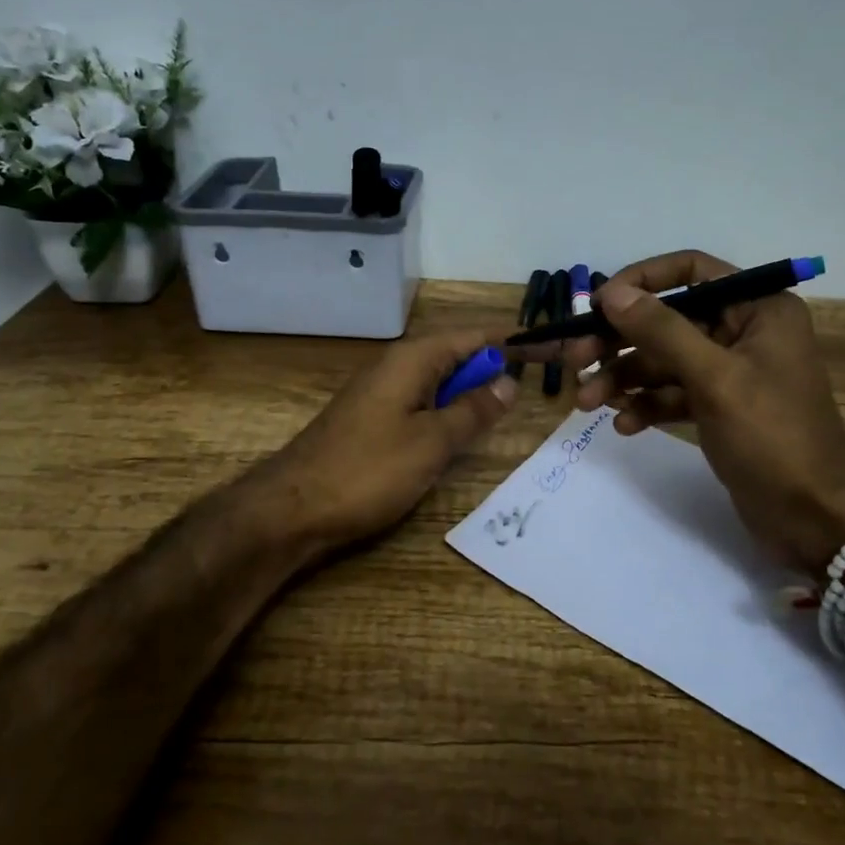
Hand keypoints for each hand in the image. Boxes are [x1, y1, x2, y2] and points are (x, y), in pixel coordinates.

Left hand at [245, 329, 518, 554]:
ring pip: (441, 381)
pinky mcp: (375, 419)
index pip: (475, 335)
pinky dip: (449, 411)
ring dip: (473, 392)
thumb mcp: (432, 442)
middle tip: (539, 386)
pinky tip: (463, 432)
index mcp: (413, 359)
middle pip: (459, 355)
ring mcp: (384, 392)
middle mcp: (398, 365)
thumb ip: (473, 410)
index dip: (513, 341)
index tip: (552, 350)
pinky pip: (424, 402)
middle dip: (496, 367)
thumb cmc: (368, 470)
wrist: (292, 508)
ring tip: (509, 409)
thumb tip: (509, 382)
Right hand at [558, 250, 844, 574]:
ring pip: (665, 361)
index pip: (691, 270)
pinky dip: (647, 405)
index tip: (597, 304)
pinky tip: (624, 425)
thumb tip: (610, 292)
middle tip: (575, 361)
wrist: (815, 518)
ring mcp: (732, 372)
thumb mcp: (715, 378)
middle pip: (668, 321)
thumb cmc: (772, 437)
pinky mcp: (721, 408)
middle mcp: (744, 331)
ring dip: (625, 379)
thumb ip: (661, 331)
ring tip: (587, 403)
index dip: (641, 281)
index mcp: (758, 308)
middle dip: (620, 342)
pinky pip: (674, 394)